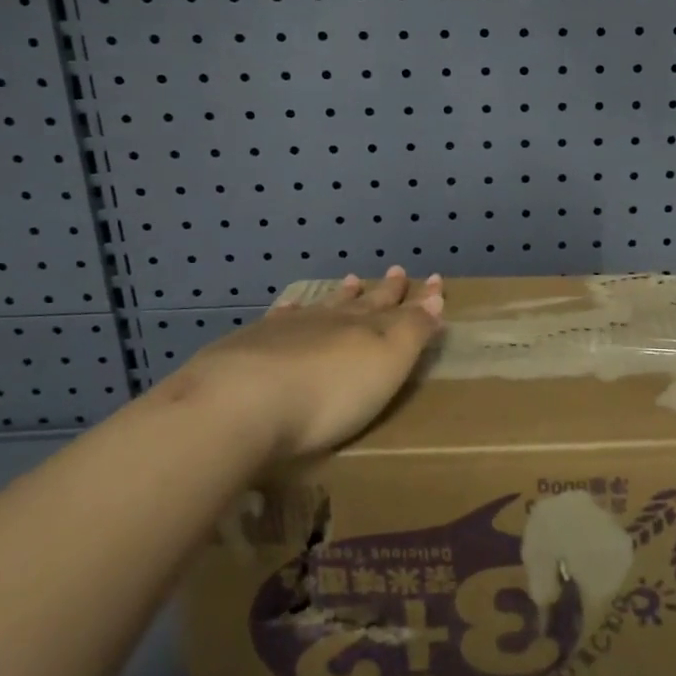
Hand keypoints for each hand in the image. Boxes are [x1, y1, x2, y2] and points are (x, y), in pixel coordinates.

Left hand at [168, 266, 444, 459]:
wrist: (241, 403)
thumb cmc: (329, 394)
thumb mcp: (387, 365)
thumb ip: (412, 331)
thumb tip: (435, 297)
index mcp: (367, 329)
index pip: (401, 309)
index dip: (420, 297)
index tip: (435, 280)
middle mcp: (331, 321)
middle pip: (363, 302)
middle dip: (383, 290)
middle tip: (397, 271)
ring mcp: (289, 329)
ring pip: (323, 305)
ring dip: (340, 295)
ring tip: (350, 281)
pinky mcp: (250, 346)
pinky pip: (280, 318)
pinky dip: (290, 311)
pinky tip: (289, 308)